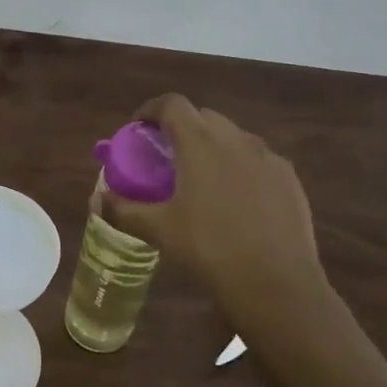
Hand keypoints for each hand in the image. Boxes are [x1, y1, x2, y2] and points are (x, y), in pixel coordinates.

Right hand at [103, 95, 332, 332]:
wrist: (276, 282)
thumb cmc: (210, 248)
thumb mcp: (159, 230)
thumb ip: (123, 210)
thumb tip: (98, 201)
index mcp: (200, 143)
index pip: (171, 104)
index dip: (150, 110)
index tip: (138, 130)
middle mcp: (236, 139)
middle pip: (203, 116)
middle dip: (180, 129)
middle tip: (165, 158)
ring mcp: (268, 157)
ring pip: (232, 137)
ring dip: (211, 146)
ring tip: (200, 180)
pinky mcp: (289, 178)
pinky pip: (257, 159)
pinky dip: (238, 166)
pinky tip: (235, 200)